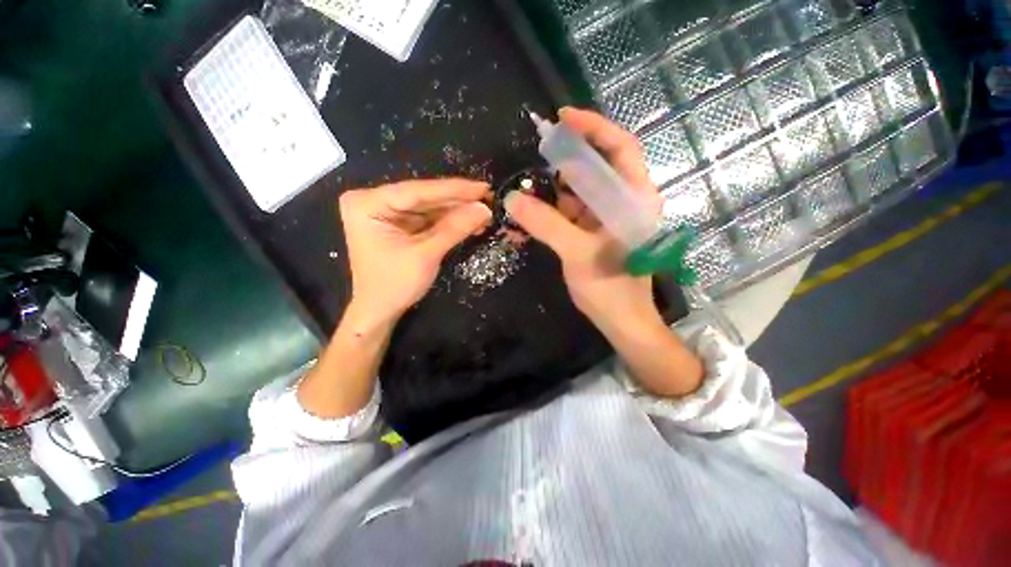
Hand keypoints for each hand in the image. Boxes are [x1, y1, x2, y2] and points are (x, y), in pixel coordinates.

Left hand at [339, 179, 491, 325]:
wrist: (380, 310)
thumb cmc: (394, 285)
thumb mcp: (425, 255)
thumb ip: (454, 229)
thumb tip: (484, 208)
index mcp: (367, 204)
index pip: (416, 191)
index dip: (453, 190)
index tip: (482, 187)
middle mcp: (374, 201)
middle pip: (424, 197)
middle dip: (458, 201)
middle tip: (488, 197)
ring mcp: (388, 212)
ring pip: (430, 207)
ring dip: (458, 211)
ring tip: (485, 210)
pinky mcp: (400, 224)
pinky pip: (429, 218)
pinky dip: (450, 221)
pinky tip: (471, 221)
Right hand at [505, 107, 662, 335]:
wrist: (620, 321)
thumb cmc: (610, 288)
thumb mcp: (577, 253)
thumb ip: (546, 224)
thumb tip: (512, 200)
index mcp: (633, 199)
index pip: (619, 148)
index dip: (594, 128)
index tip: (563, 118)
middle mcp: (621, 202)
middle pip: (594, 168)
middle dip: (564, 160)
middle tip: (534, 155)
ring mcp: (604, 218)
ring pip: (577, 193)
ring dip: (550, 191)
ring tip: (523, 191)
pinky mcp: (590, 233)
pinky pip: (568, 214)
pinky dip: (548, 213)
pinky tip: (526, 217)